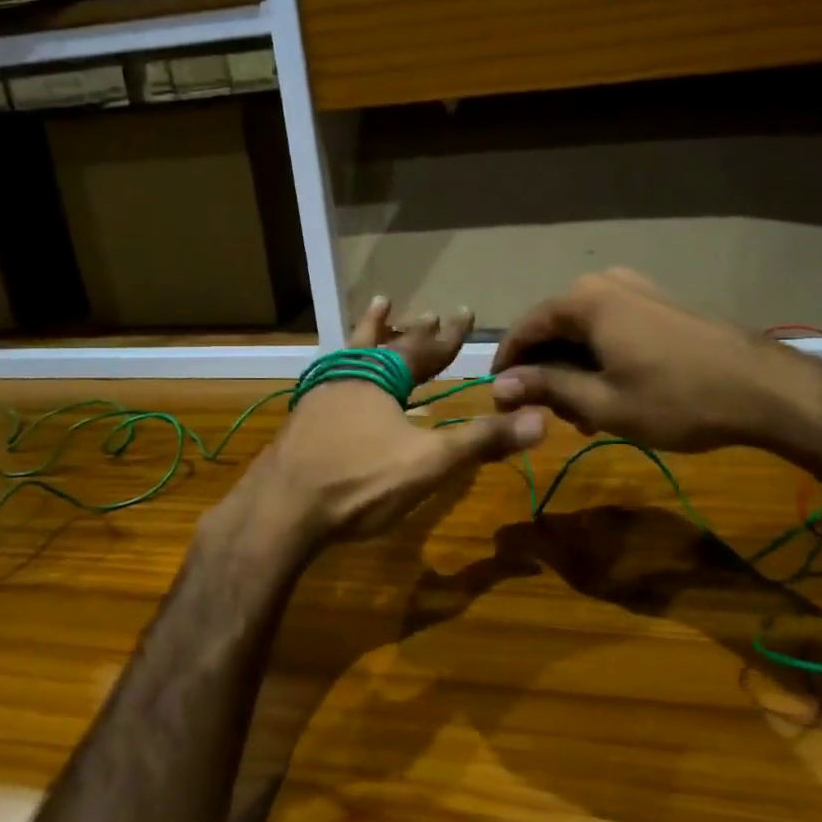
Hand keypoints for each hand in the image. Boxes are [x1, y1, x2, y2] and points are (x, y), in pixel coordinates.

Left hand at [246, 298, 544, 546]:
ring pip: (353, 355)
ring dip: (370, 334)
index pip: (425, 349)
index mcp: (382, 380)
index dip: (449, 334)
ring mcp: (320, 396)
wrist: (280, 510)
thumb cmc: (359, 481)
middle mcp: (350, 377)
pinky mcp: (302, 420)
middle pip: (385, 344)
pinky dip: (348, 368)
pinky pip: (333, 378)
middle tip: (424, 311)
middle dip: (410, 330)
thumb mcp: (428, 463)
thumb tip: (541, 419)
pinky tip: (342, 381)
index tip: (465, 311)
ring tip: (378, 311)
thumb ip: (481, 440)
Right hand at [490, 269, 821, 453]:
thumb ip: (546, 388)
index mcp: (584, 300)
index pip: (525, 328)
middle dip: (546, 371)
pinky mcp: (662, 303)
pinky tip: (614, 393)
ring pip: (586, 330)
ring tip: (585, 416)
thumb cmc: (676, 399)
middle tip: (551, 416)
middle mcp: (605, 283)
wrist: (765, 389)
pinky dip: (603, 358)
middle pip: (555, 327)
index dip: (508, 365)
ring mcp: (638, 289)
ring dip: (576, 369)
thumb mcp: (602, 403)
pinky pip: (613, 327)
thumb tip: (499, 386)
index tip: (500, 401)